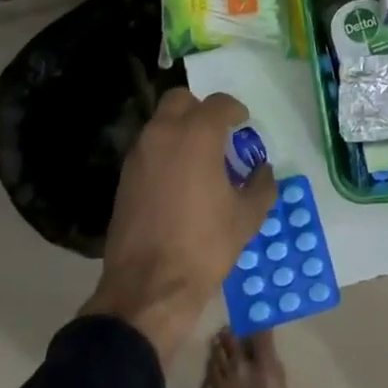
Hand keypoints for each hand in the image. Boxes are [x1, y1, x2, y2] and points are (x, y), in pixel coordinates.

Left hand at [81, 88, 276, 364]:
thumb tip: (262, 170)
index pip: (218, 103)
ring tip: (200, 159)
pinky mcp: (124, 178)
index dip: (235, 110)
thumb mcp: (247, 216)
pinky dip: (164, 152)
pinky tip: (179, 181)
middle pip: (180, 99)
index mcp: (197, 135)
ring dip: (180, 130)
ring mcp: (138, 155)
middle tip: (218, 134)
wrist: (149, 287)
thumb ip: (261, 185)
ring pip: (160, 123)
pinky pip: (148, 149)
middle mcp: (163, 134)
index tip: (243, 124)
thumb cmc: (205, 245)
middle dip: (200, 109)